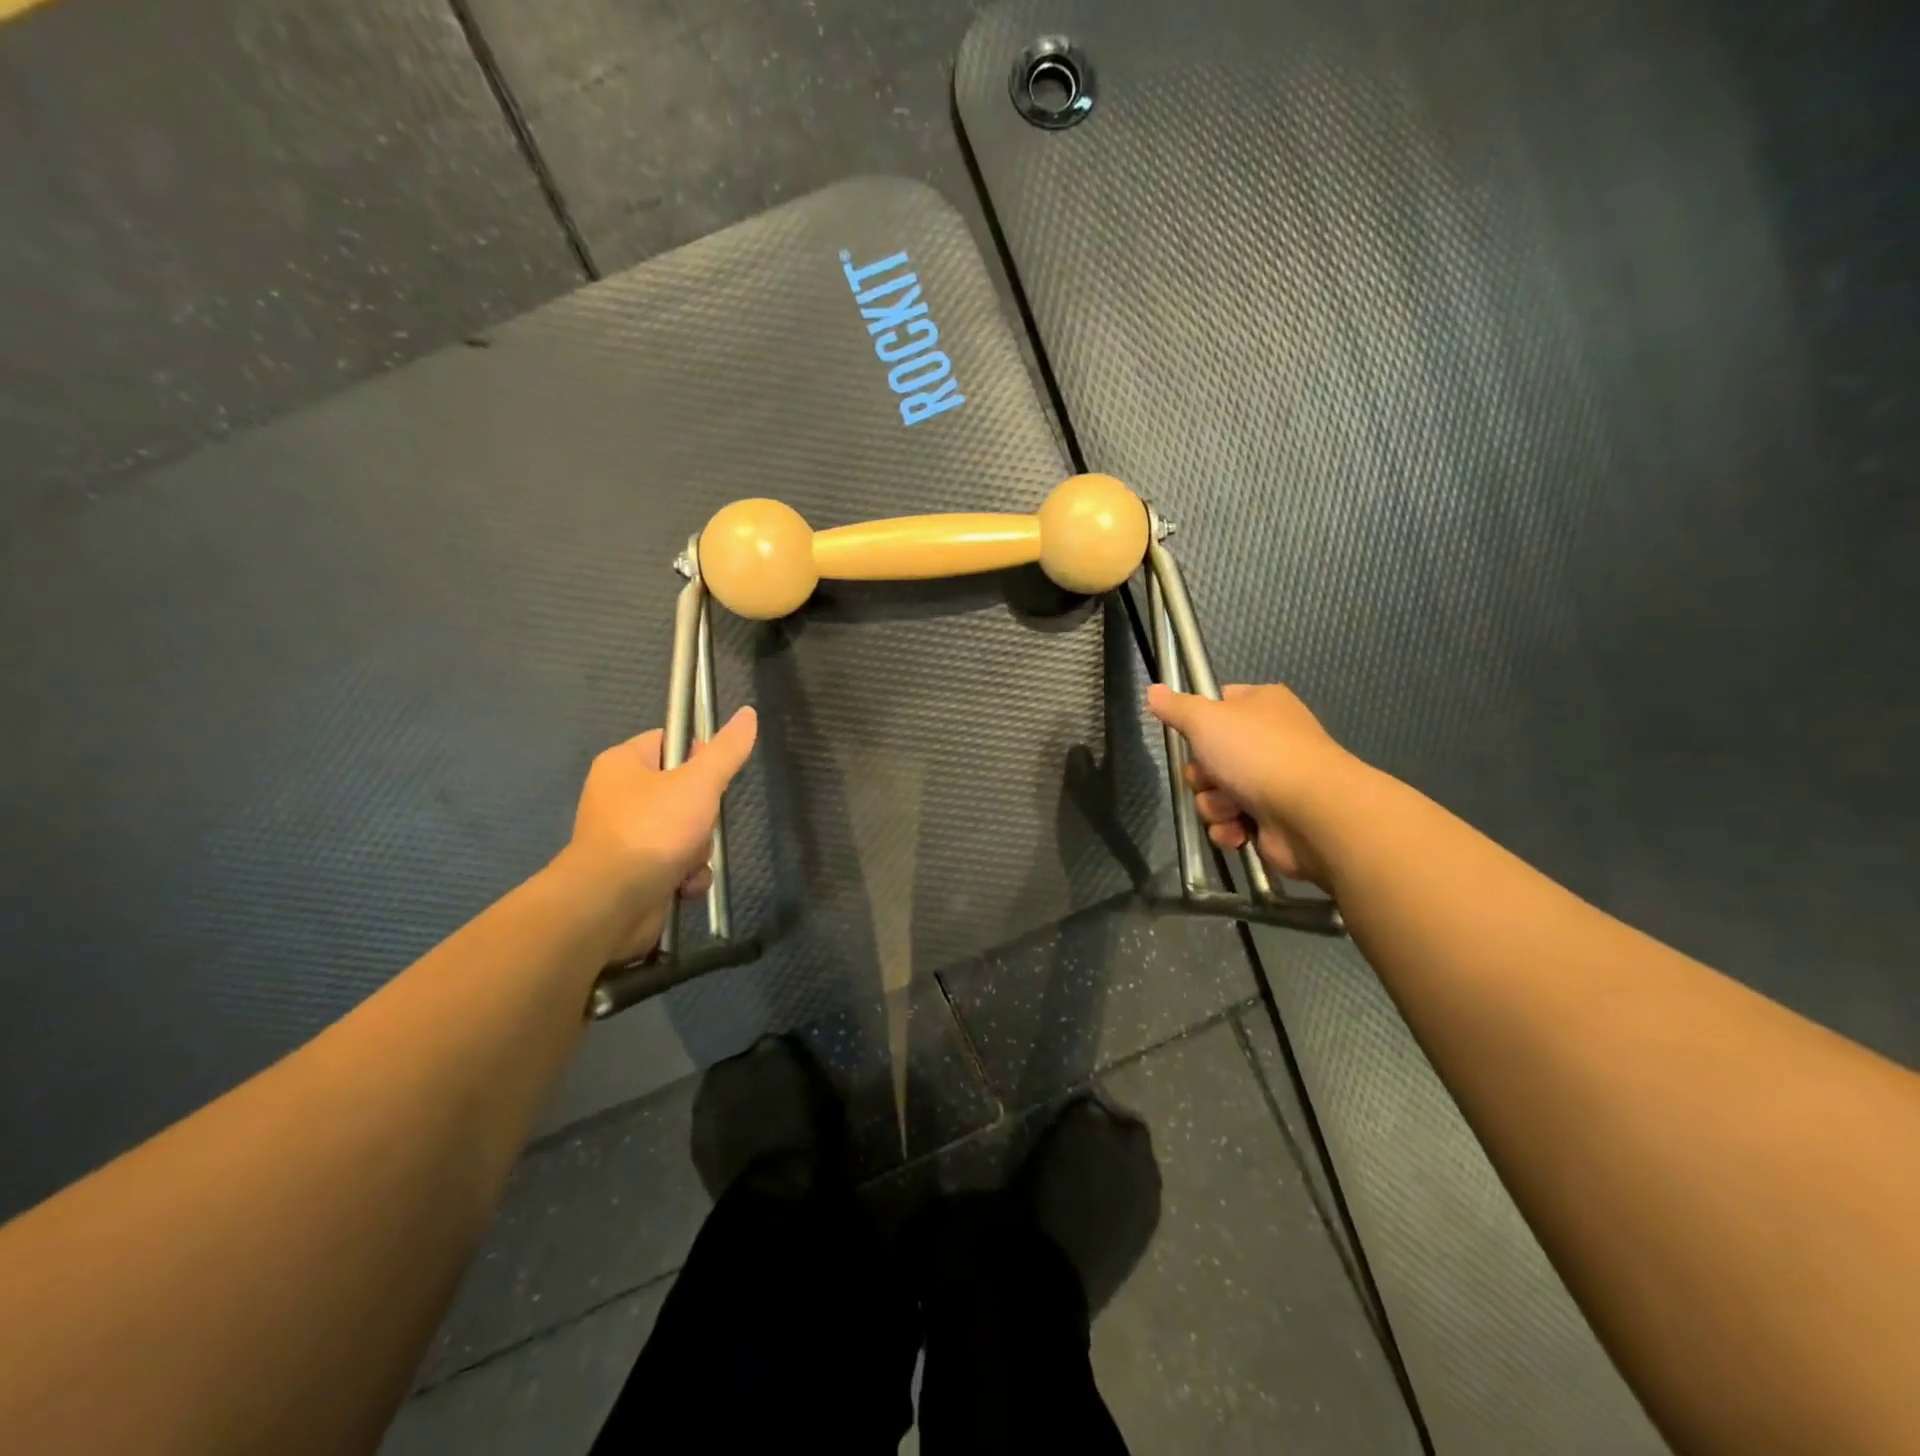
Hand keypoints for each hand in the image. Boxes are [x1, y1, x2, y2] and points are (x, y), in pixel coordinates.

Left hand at [560, 706, 757, 961]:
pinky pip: (674, 863)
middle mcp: (618, 796)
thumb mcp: (699, 783)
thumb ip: (726, 750)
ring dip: (698, 850)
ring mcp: (625, 837)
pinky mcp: (633, 872)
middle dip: (703, 815)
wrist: (612, 902)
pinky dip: (686, 875)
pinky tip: (685, 884)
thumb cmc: (654, 830)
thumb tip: (748, 713)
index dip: (699, 755)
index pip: (670, 742)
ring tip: (690, 861)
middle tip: (702, 823)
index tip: (714, 776)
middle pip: (683, 791)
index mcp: (623, 763)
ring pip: (684, 831)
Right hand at [1145, 682, 1353, 887]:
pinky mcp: (1272, 821)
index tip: (1189, 733)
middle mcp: (1269, 740)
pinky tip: (1238, 831)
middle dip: (1202, 775)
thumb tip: (1152, 689)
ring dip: (1214, 805)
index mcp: (1262, 705)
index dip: (1198, 721)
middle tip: (1211, 777)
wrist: (1312, 814)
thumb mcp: (1206, 719)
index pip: (1218, 704)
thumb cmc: (1258, 754)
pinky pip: (1231, 823)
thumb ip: (1176, 707)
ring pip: (1215, 793)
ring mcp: (1273, 782)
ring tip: (1231, 809)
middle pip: (1209, 756)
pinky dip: (1229, 829)